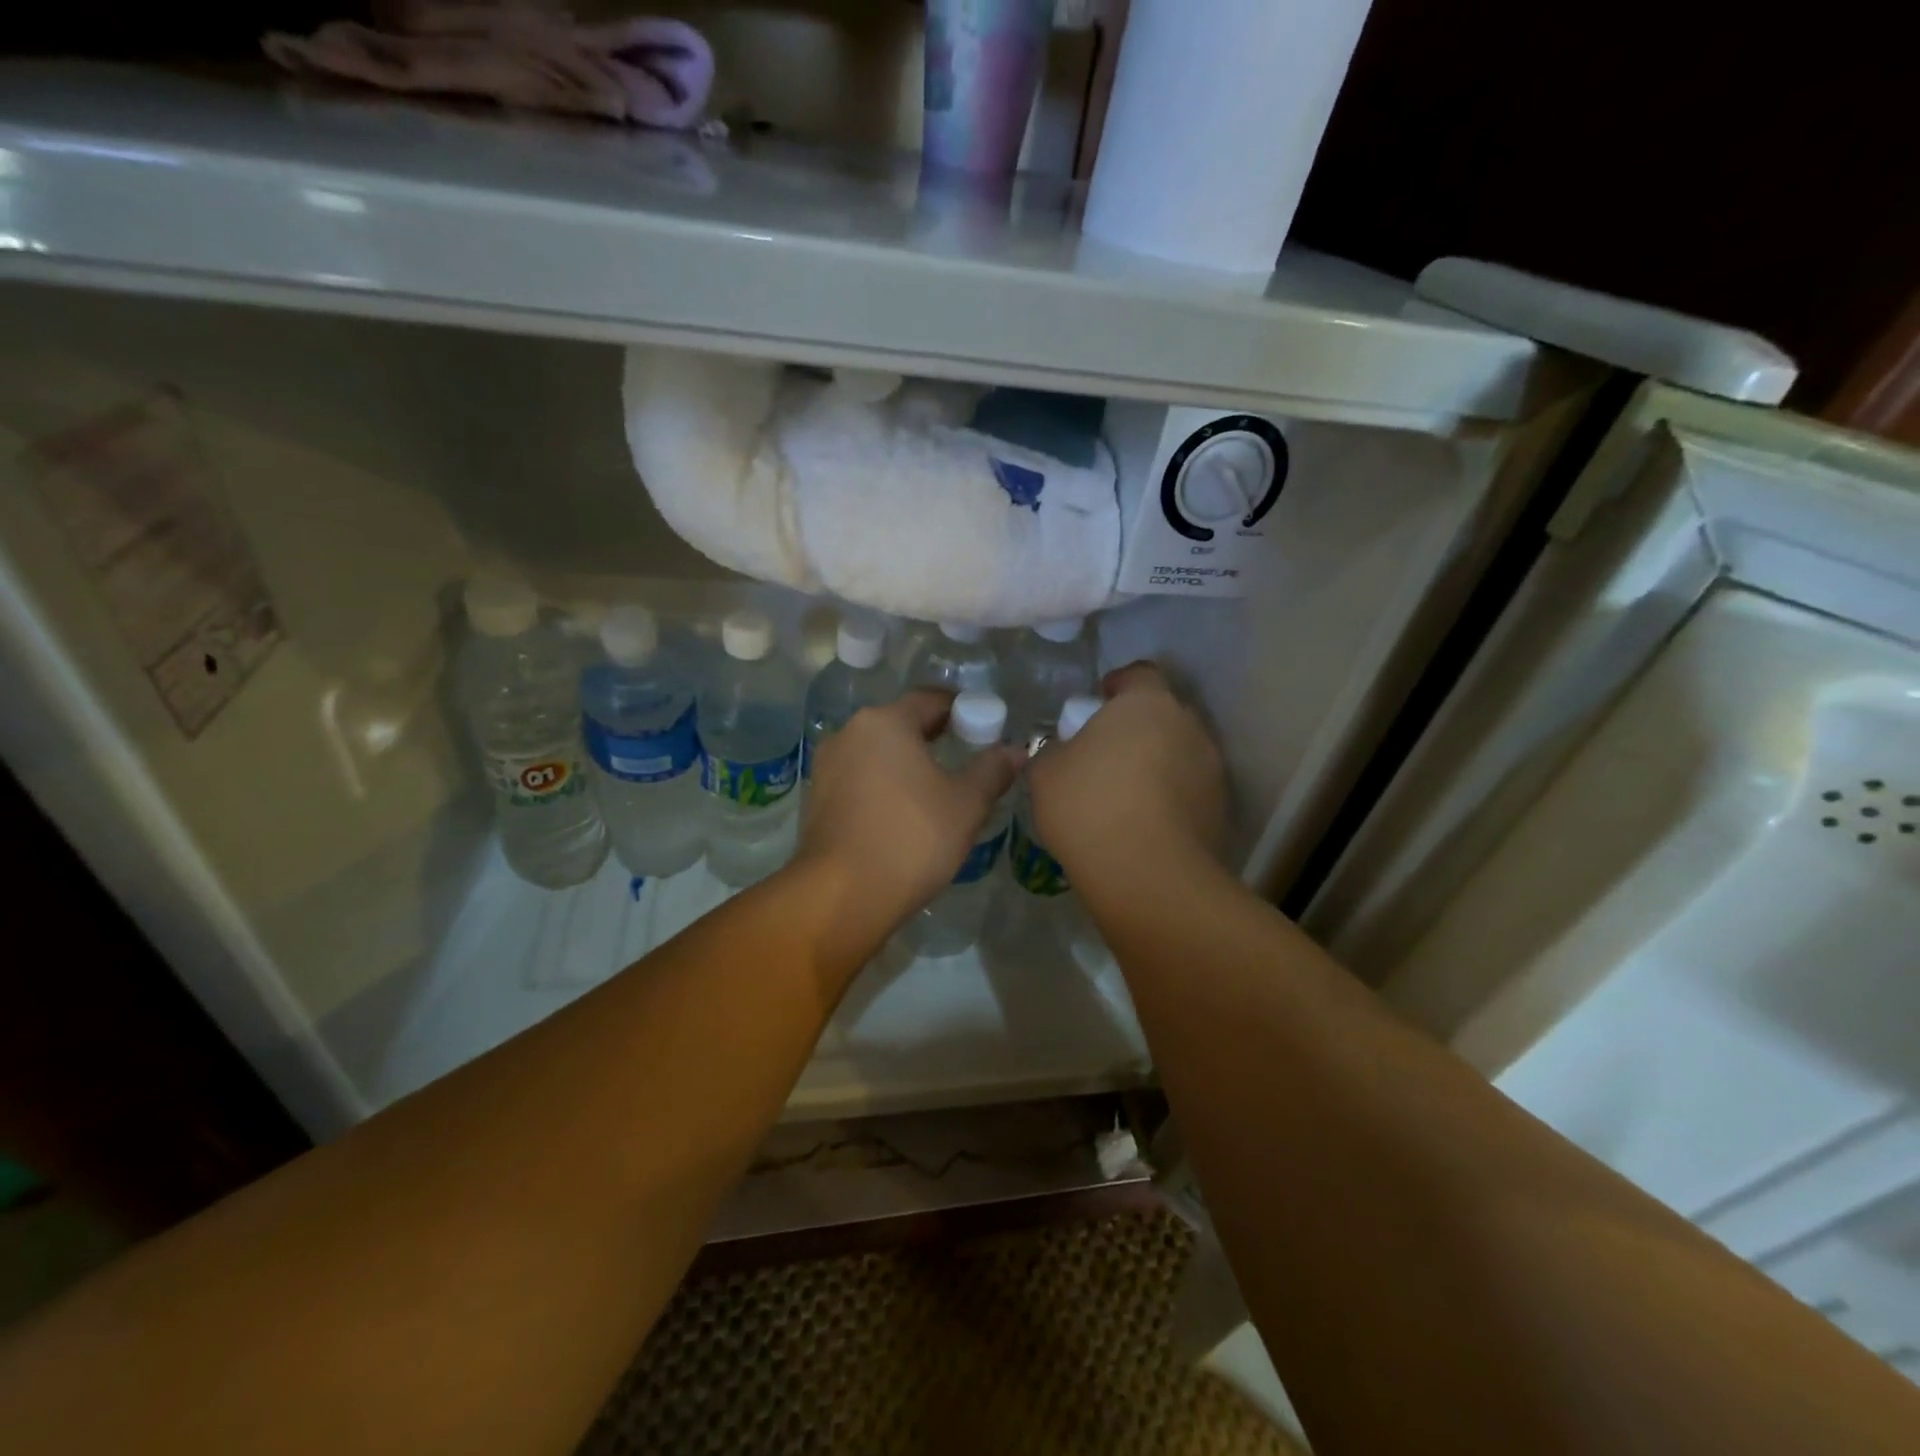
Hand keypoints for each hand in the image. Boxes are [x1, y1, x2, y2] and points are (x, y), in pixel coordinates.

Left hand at [796, 691, 1023, 935]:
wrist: (843, 894)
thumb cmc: (912, 838)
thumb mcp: (967, 804)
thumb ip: (993, 770)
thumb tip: (1016, 749)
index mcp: (886, 722)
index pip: (931, 700)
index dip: (962, 710)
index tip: (985, 729)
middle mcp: (850, 732)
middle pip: (901, 723)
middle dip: (934, 736)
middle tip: (967, 758)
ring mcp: (827, 765)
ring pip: (878, 752)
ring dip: (906, 762)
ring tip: (936, 789)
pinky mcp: (817, 798)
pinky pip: (860, 778)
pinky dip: (883, 785)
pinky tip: (902, 812)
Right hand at [1027, 662, 1225, 894]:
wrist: (1149, 875)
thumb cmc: (1090, 806)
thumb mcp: (1045, 773)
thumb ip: (1051, 750)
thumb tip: (1059, 750)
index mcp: (1147, 704)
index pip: (1139, 673)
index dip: (1118, 684)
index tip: (1097, 703)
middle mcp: (1188, 726)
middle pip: (1161, 714)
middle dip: (1136, 727)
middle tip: (1104, 754)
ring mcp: (1211, 769)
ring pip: (1178, 753)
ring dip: (1155, 764)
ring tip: (1124, 795)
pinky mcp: (1220, 809)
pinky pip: (1188, 790)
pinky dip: (1169, 798)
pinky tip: (1142, 824)